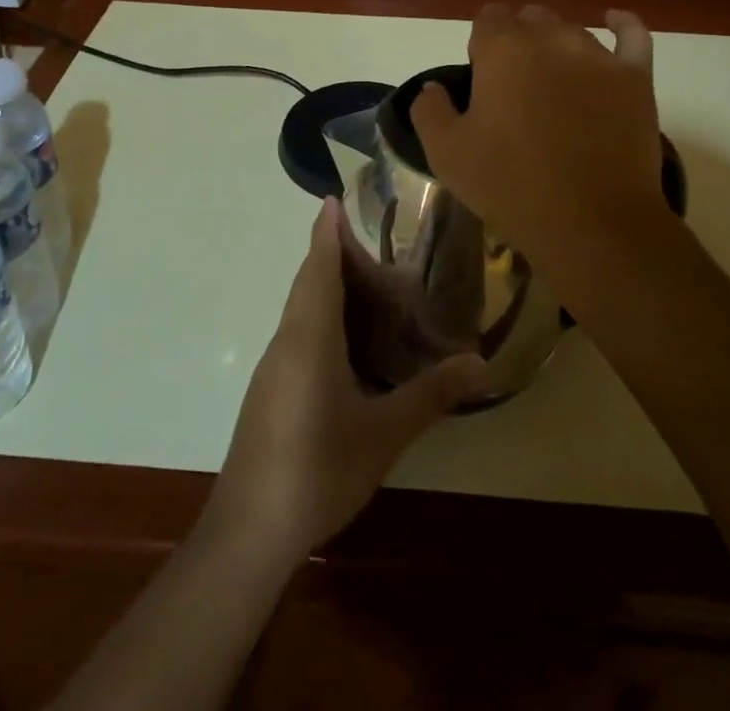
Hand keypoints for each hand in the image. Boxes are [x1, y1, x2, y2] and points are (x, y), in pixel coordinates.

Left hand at [203, 198, 489, 566]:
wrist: (248, 530)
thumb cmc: (318, 469)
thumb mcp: (383, 433)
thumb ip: (431, 395)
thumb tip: (481, 363)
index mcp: (310, 335)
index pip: (317, 266)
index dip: (326, 231)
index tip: (333, 199)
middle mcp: (287, 339)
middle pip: (307, 281)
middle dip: (331, 255)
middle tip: (373, 246)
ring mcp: (274, 366)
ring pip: (299, 308)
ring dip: (325, 286)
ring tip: (365, 286)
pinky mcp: (270, 389)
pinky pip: (297, 332)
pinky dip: (320, 316)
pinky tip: (344, 343)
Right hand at [410, 4, 666, 271]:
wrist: (592, 223)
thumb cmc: (510, 185)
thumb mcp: (445, 154)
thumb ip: (429, 110)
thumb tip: (433, 88)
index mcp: (502, 50)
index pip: (488, 18)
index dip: (482, 43)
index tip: (481, 78)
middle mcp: (550, 39)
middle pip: (530, 20)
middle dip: (519, 41)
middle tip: (515, 87)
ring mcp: (598, 56)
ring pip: (572, 31)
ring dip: (557, 46)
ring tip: (554, 82)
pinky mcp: (635, 78)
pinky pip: (633, 36)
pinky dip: (622, 26)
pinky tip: (614, 22)